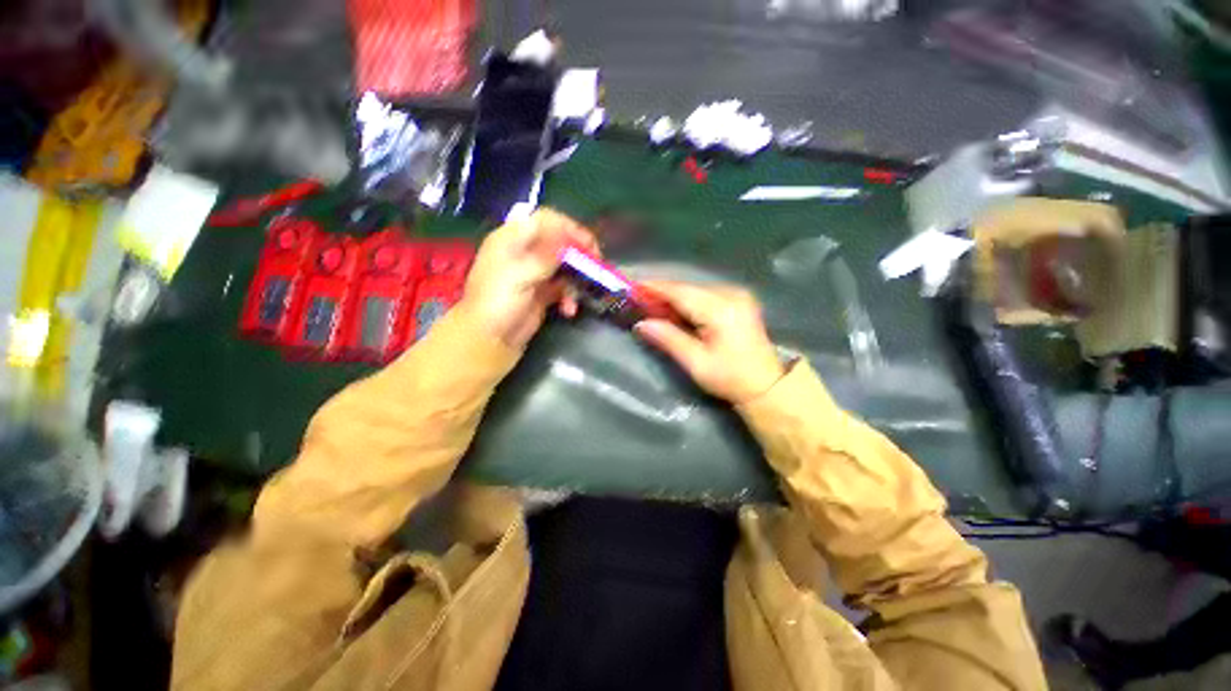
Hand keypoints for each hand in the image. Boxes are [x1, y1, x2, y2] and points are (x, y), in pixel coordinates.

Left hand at [460, 208, 599, 348]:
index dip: (569, 228)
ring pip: (564, 266)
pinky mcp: (542, 293)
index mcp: (512, 240)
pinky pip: (564, 288)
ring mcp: (534, 274)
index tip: (589, 245)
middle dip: (578, 255)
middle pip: (559, 242)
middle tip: (596, 266)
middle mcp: (524, 253)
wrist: (489, 340)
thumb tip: (568, 241)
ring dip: (576, 280)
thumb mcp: (520, 276)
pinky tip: (569, 310)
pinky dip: (570, 296)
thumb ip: (546, 257)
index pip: (545, 221)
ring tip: (579, 296)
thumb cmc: (498, 303)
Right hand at [634, 281, 785, 403]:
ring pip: (695, 289)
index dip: (655, 288)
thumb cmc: (730, 377)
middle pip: (687, 288)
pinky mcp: (739, 300)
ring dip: (674, 296)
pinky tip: (675, 309)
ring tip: (652, 305)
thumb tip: (641, 324)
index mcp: (720, 310)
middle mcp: (730, 295)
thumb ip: (669, 339)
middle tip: (638, 300)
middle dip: (662, 292)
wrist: (766, 384)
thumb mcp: (696, 362)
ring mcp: (737, 295)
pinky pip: (705, 294)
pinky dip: (688, 300)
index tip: (632, 287)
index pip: (680, 292)